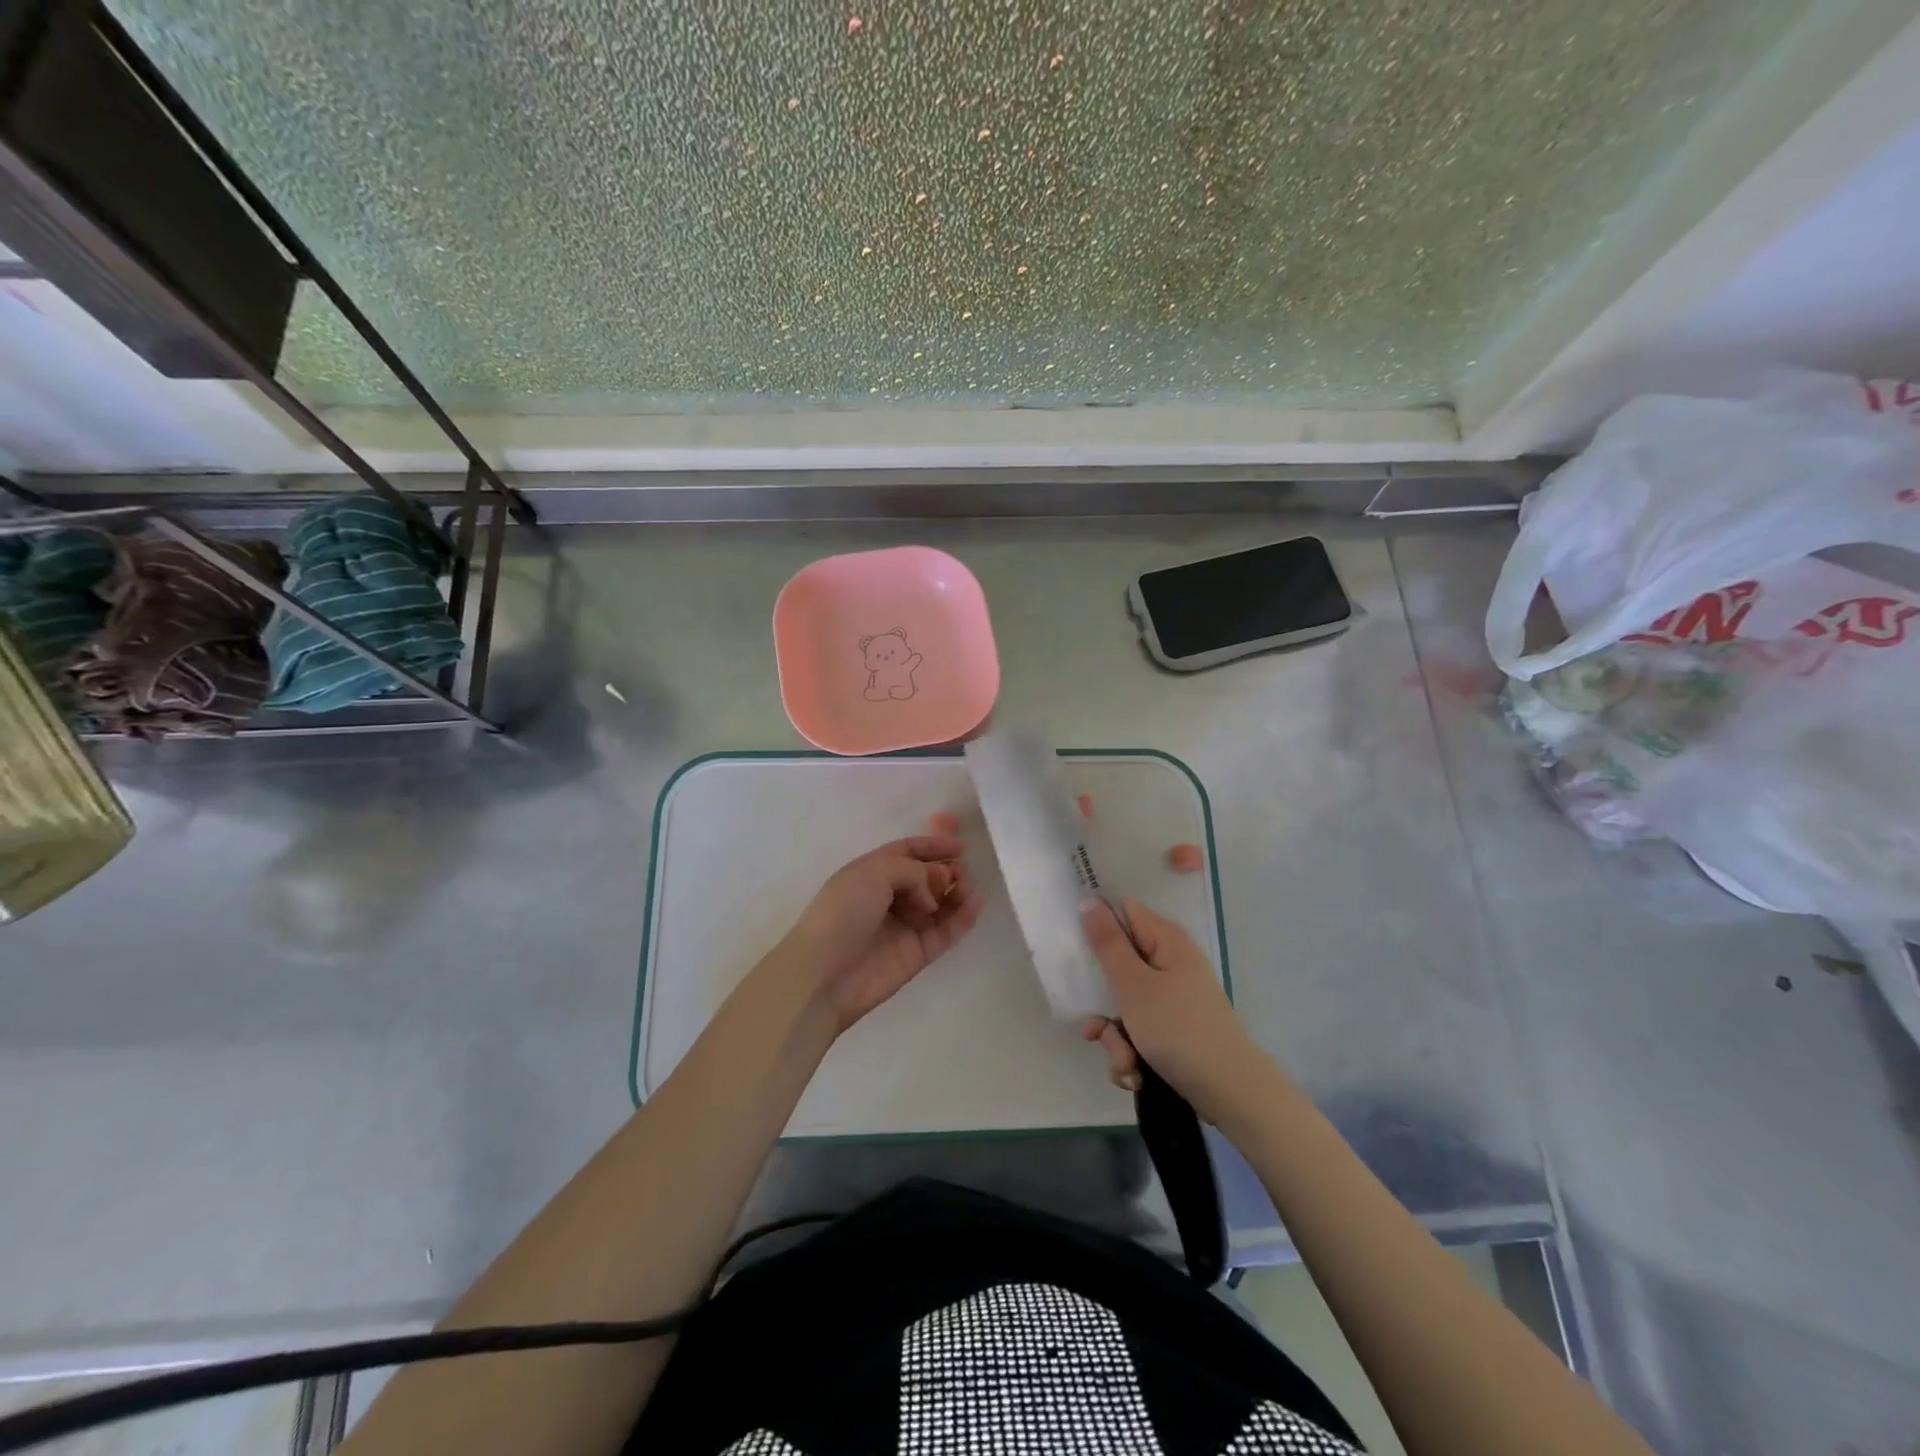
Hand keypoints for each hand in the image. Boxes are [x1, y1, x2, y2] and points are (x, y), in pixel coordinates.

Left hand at [780, 835, 984, 1031]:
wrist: (823, 975)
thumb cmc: (843, 913)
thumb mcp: (874, 873)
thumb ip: (913, 871)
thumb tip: (933, 892)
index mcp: (871, 872)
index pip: (907, 852)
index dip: (933, 846)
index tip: (961, 846)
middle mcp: (889, 897)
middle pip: (927, 877)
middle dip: (947, 870)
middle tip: (960, 873)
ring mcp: (904, 926)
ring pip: (940, 904)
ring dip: (958, 892)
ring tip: (968, 889)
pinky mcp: (917, 953)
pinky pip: (946, 931)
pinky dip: (963, 918)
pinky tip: (975, 904)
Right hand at [1079, 897, 1263, 1122]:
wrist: (1230, 1092)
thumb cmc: (1179, 1029)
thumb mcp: (1134, 985)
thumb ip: (1108, 943)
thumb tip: (1088, 900)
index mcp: (1165, 940)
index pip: (1122, 913)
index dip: (1096, 925)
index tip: (1072, 947)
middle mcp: (1169, 963)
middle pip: (1117, 966)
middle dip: (1102, 1002)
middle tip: (1095, 1028)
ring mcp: (1172, 998)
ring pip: (1123, 1006)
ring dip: (1115, 1038)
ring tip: (1125, 1062)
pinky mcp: (1173, 1029)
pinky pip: (1138, 1032)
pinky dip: (1131, 1054)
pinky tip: (1135, 1075)